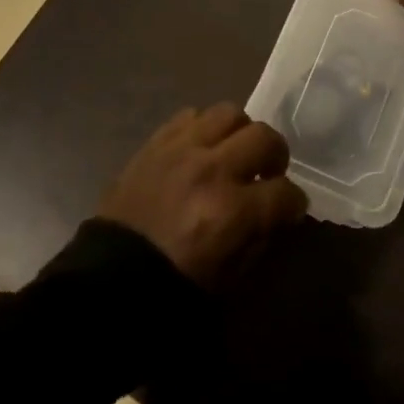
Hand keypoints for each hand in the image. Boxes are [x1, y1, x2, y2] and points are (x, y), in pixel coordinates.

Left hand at [97, 103, 307, 286]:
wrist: (108, 283)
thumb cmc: (172, 289)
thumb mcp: (229, 279)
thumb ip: (259, 238)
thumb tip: (276, 213)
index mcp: (231, 211)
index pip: (285, 192)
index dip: (294, 203)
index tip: (290, 209)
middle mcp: (210, 170)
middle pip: (263, 137)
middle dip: (276, 156)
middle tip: (268, 172)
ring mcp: (181, 150)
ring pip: (229, 113)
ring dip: (240, 133)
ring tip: (234, 153)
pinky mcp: (155, 143)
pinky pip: (190, 115)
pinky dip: (204, 129)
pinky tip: (201, 150)